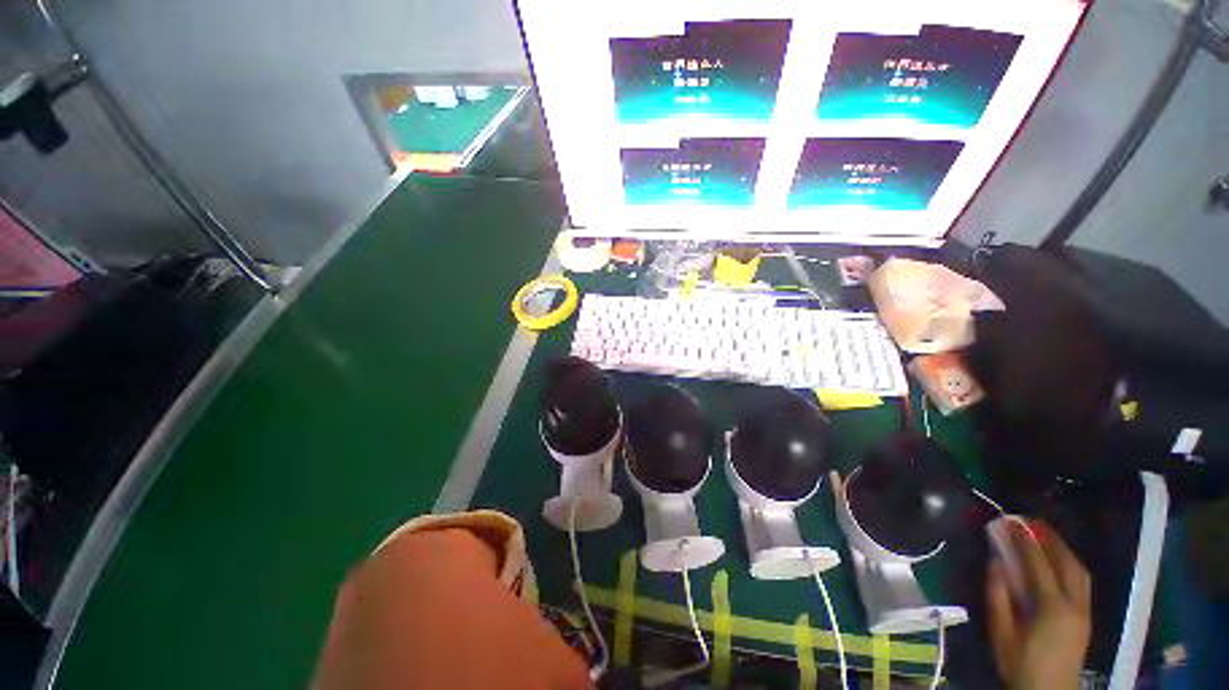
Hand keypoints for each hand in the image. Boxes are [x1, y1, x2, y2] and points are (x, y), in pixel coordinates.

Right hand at [986, 521, 1090, 689]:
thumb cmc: (1020, 664)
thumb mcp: (1001, 633)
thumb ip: (998, 596)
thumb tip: (996, 561)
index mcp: (1052, 608)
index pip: (1039, 564)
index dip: (1025, 541)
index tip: (1010, 521)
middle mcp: (1074, 604)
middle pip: (1068, 563)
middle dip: (1050, 539)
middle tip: (1031, 521)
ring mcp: (1085, 611)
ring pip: (1080, 571)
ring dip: (1063, 549)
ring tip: (1045, 534)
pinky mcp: (1087, 617)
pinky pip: (1081, 581)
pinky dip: (1069, 563)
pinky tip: (1058, 559)